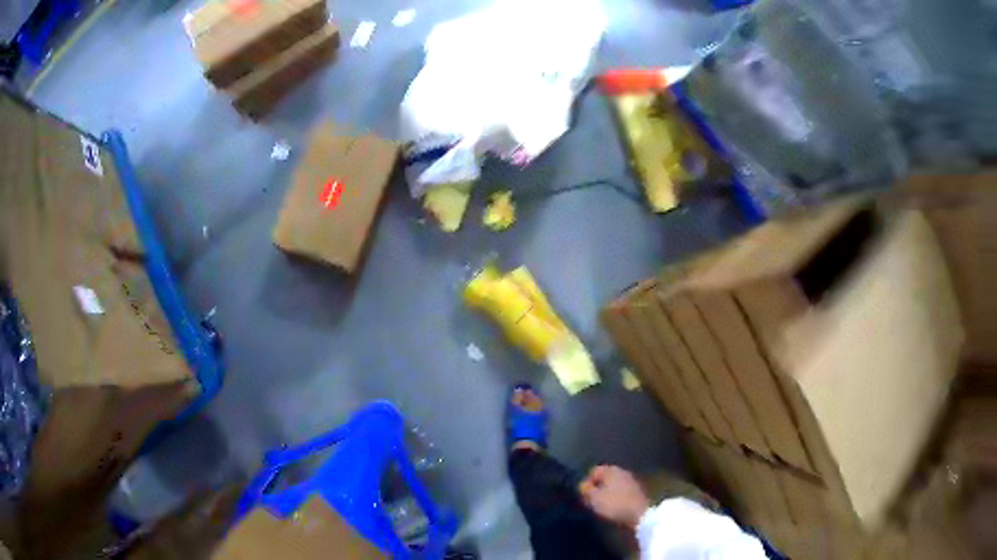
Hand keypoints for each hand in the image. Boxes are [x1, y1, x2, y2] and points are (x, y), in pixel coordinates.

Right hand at [579, 465, 649, 527]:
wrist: (640, 513)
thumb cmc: (615, 504)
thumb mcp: (594, 498)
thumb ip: (586, 490)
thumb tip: (583, 485)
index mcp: (611, 470)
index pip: (593, 471)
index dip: (586, 483)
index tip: (584, 496)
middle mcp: (622, 471)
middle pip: (604, 477)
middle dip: (596, 488)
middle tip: (591, 501)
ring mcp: (631, 480)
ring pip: (613, 484)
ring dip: (606, 493)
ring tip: (601, 505)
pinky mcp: (636, 490)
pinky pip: (621, 491)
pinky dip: (615, 497)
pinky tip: (613, 506)